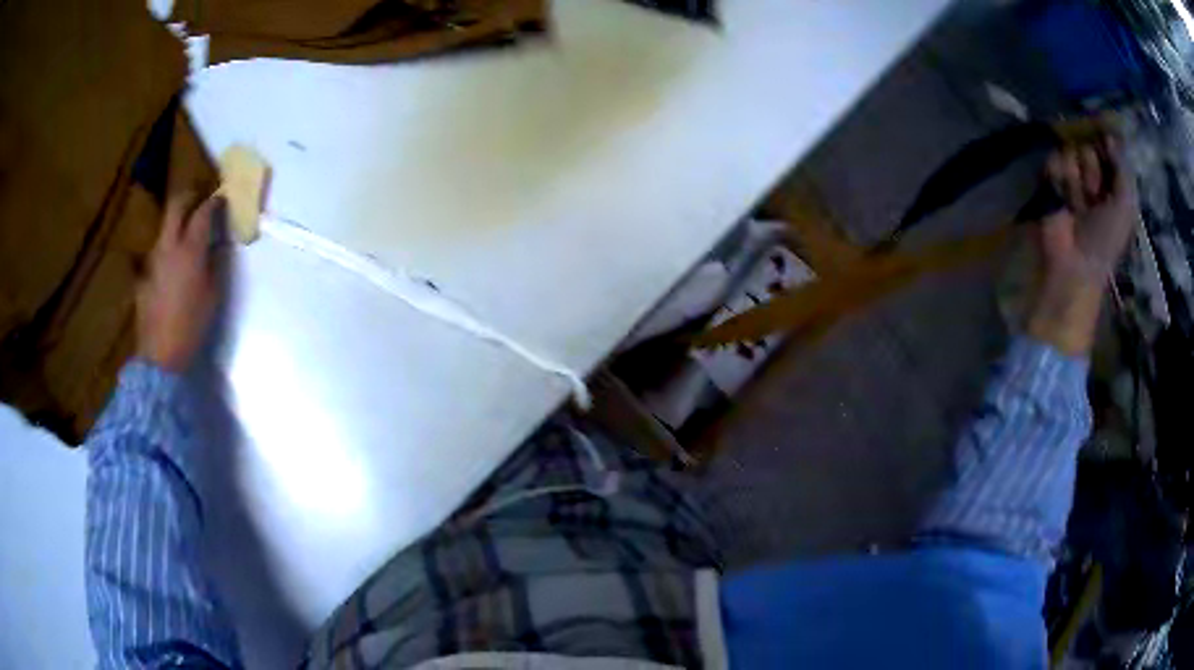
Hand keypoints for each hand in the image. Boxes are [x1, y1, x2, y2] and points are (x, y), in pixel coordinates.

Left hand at [136, 193, 225, 371]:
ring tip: (183, 234)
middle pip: (176, 206)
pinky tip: (167, 266)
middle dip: (189, 197)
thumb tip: (216, 246)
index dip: (213, 202)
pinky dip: (164, 253)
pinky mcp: (143, 274)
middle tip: (198, 199)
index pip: (203, 212)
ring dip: (175, 224)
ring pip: (164, 228)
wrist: (161, 354)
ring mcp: (153, 259)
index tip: (220, 199)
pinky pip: (155, 254)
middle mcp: (169, 246)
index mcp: (190, 249)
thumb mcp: (213, 295)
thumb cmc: (192, 325)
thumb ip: (215, 264)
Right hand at [1028, 138, 1137, 354]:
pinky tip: (1064, 197)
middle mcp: (1093, 176)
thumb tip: (1109, 135)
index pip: (1108, 148)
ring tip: (1078, 200)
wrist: (1077, 261)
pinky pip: (1055, 158)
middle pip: (1090, 145)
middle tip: (1094, 192)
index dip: (1108, 146)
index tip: (1107, 149)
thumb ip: (1123, 168)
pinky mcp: (1051, 178)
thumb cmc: (1106, 239)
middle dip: (1092, 166)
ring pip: (1072, 149)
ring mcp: (1072, 177)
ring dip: (1077, 174)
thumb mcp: (1126, 205)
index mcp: (1112, 184)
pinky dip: (1061, 175)